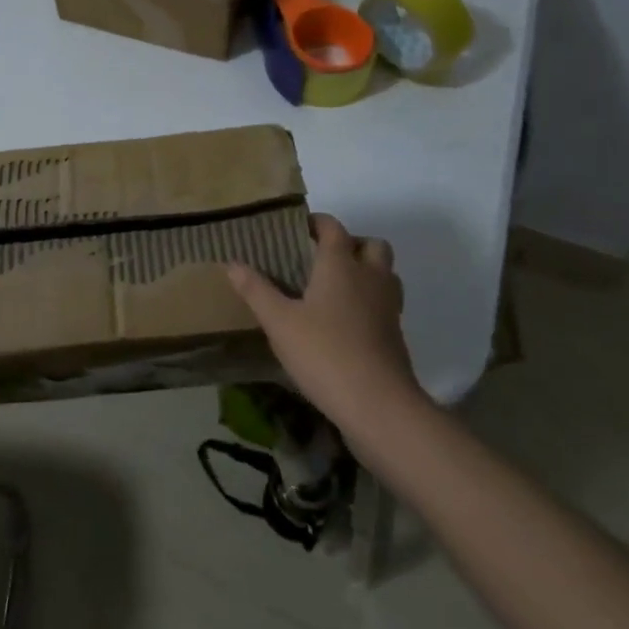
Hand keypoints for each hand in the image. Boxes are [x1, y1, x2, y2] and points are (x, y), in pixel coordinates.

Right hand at [227, 214, 418, 430]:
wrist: (379, 406)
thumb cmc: (324, 353)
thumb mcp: (279, 322)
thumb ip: (256, 290)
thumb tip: (232, 264)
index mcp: (341, 264)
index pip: (333, 227)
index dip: (316, 222)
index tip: (296, 229)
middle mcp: (370, 277)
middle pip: (371, 245)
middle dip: (350, 244)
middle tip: (321, 258)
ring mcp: (388, 307)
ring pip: (385, 273)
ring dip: (365, 271)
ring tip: (335, 287)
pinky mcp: (396, 335)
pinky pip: (385, 303)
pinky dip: (370, 301)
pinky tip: (345, 322)